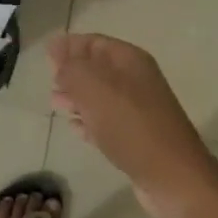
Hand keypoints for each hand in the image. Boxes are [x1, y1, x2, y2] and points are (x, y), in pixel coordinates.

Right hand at [47, 32, 217, 217]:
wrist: (171, 175)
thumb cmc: (130, 124)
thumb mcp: (94, 88)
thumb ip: (71, 68)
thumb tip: (57, 52)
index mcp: (129, 60)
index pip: (95, 42)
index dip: (70, 45)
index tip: (46, 52)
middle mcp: (136, 80)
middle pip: (97, 68)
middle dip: (72, 72)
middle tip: (49, 80)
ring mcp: (138, 110)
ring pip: (100, 96)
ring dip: (78, 98)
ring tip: (55, 103)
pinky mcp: (136, 138)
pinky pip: (107, 123)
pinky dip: (89, 122)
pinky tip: (75, 128)